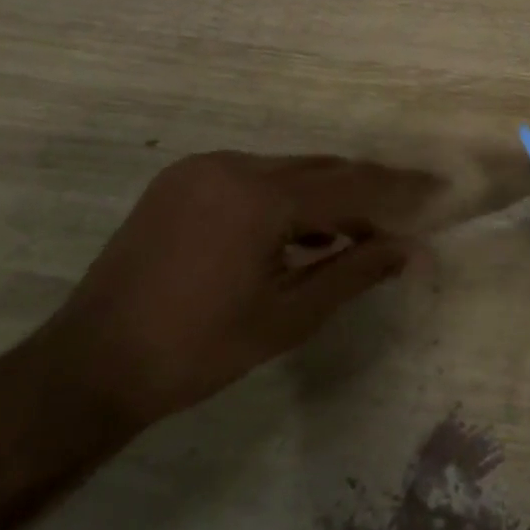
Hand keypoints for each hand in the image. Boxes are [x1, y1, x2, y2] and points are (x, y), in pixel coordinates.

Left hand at [33, 151, 443, 430]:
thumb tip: (411, 250)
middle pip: (318, 169)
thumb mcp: (288, 317)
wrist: (91, 364)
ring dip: (323, 196)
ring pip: (284, 171)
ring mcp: (201, 169)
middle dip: (364, 192)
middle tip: (401, 217)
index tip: (438, 188)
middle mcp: (232, 165)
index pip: (349, 184)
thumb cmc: (197, 350)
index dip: (398, 189)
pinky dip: (283, 198)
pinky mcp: (180, 181)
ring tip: (354, 235)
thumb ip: (354, 272)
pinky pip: (250, 177)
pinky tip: (298, 233)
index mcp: (259, 197)